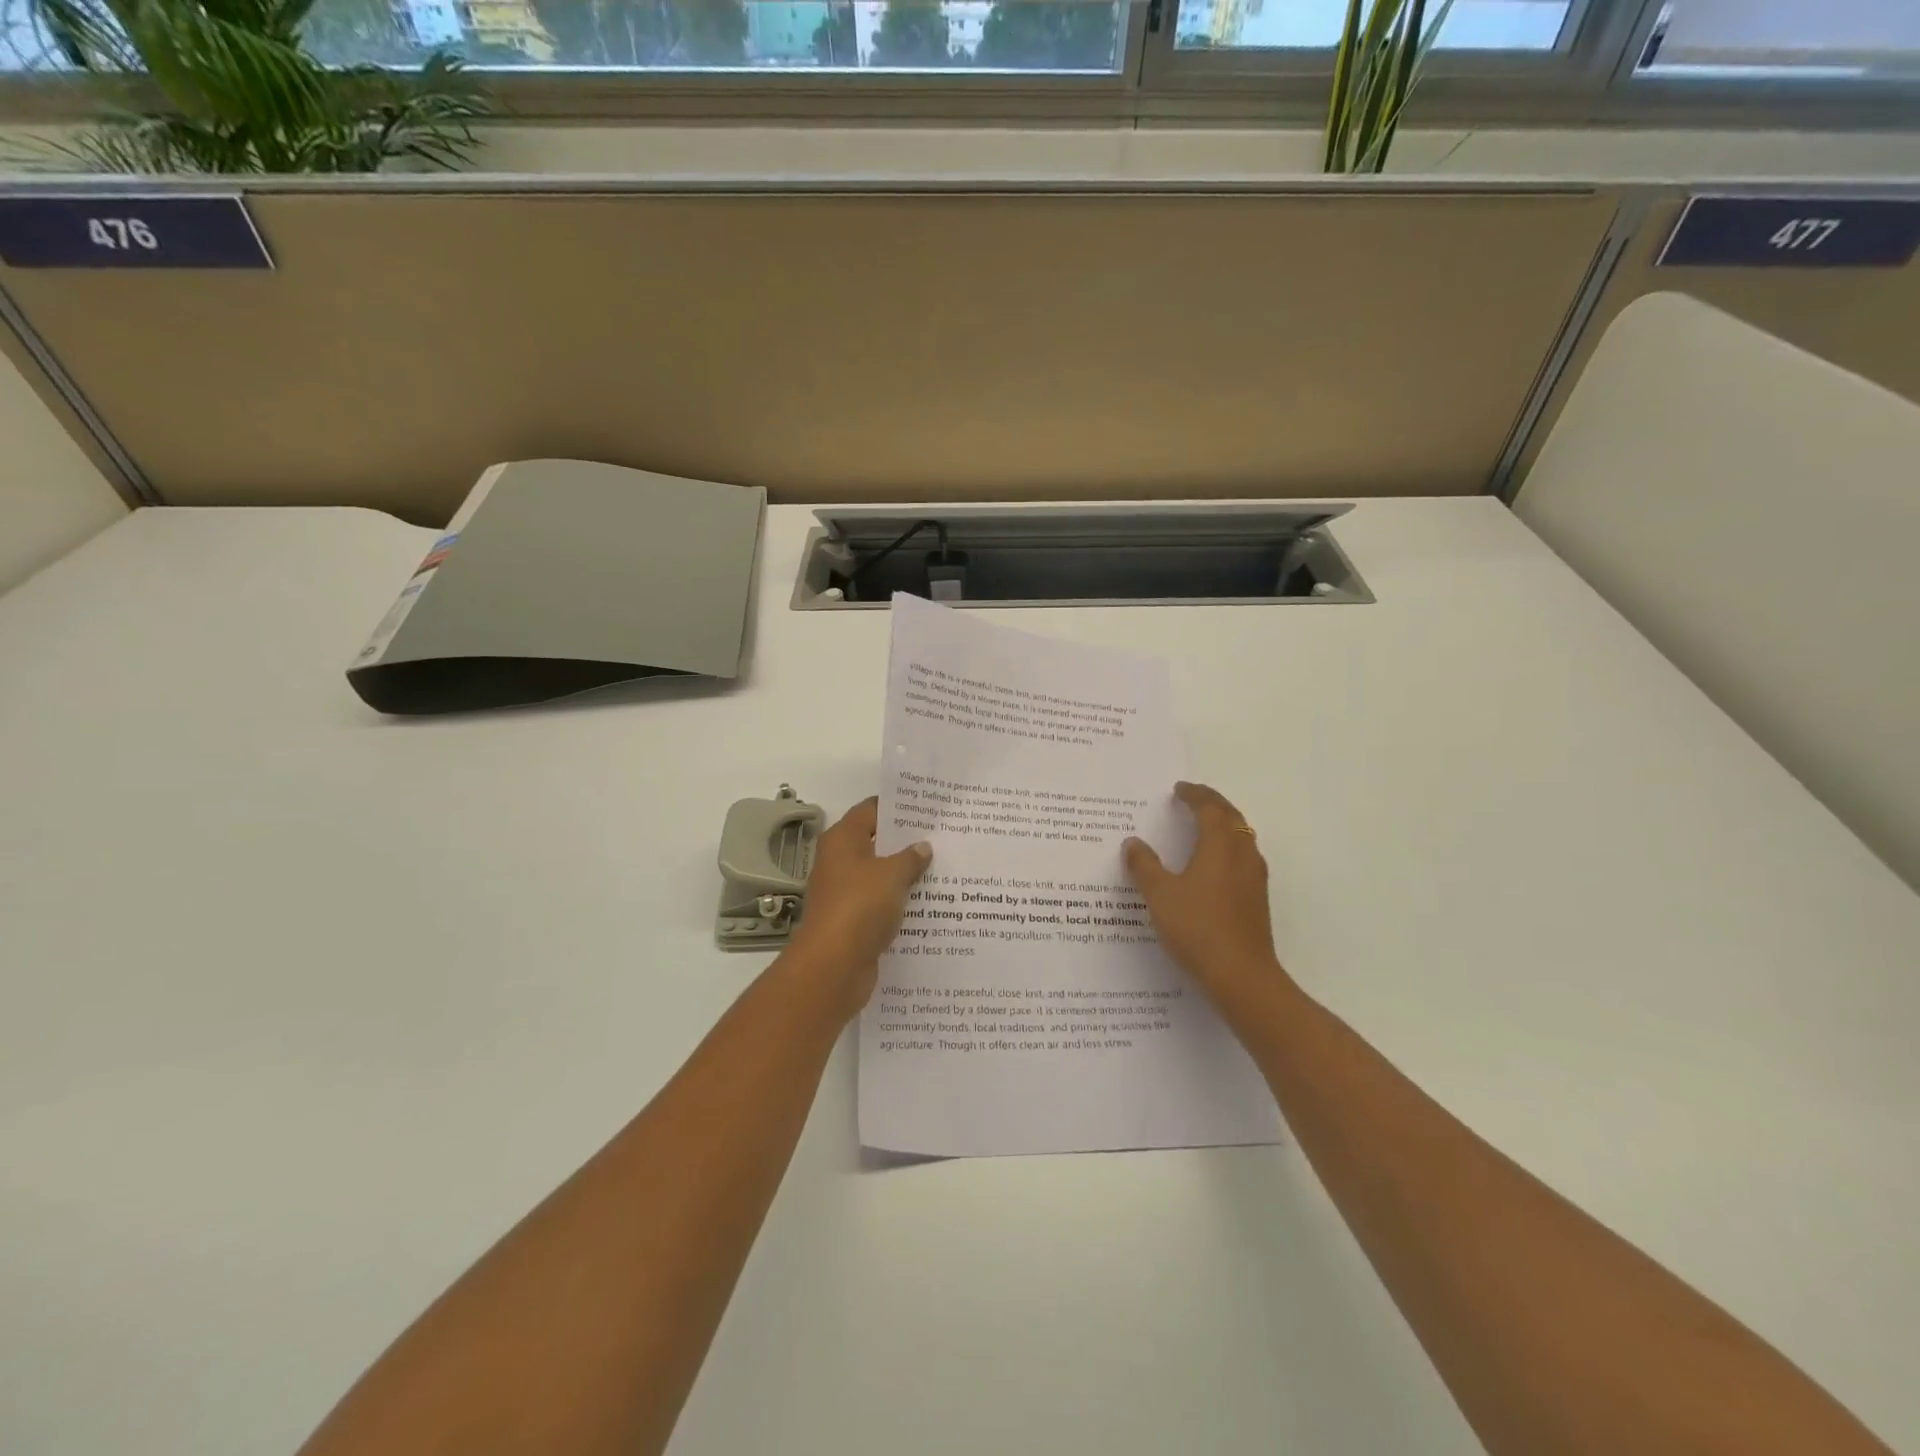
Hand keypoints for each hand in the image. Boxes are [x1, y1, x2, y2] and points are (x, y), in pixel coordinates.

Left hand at [785, 798, 931, 1016]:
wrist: (833, 967)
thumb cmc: (859, 907)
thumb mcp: (892, 875)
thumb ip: (910, 858)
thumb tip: (922, 846)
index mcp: (842, 840)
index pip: (871, 810)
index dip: (897, 807)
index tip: (927, 806)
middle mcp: (840, 862)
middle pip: (876, 843)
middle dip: (907, 841)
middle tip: (943, 836)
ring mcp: (845, 893)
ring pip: (881, 876)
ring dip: (906, 874)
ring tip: (944, 867)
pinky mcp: (853, 922)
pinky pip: (881, 904)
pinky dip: (901, 902)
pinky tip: (930, 903)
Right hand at [1124, 782, 1284, 1002]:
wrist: (1241, 977)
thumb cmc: (1197, 929)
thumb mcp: (1160, 895)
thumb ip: (1144, 866)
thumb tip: (1133, 843)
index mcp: (1220, 847)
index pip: (1210, 809)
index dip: (1194, 795)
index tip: (1179, 789)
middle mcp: (1242, 855)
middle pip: (1232, 818)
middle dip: (1213, 803)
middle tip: (1193, 797)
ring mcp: (1254, 878)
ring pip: (1242, 837)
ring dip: (1224, 823)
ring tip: (1203, 824)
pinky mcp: (1257, 899)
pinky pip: (1244, 856)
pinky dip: (1228, 845)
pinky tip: (1214, 863)